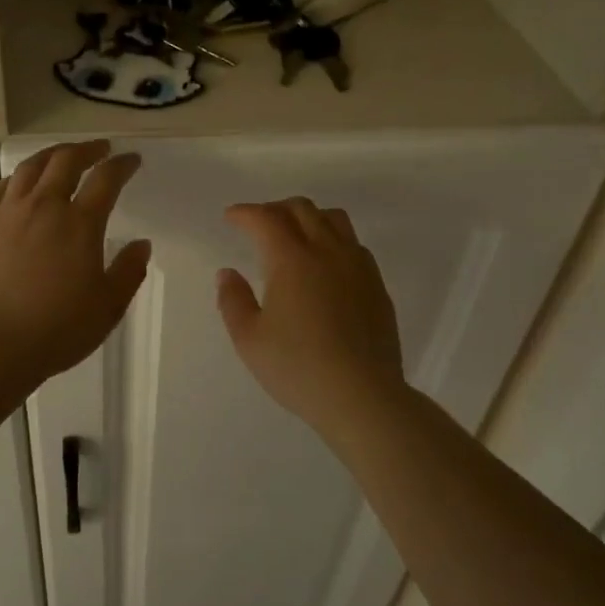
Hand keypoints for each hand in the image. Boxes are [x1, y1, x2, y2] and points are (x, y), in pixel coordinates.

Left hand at [0, 140, 151, 384]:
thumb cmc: (57, 330)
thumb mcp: (108, 307)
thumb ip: (128, 272)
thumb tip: (141, 244)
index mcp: (79, 224)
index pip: (106, 179)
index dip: (122, 165)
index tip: (131, 160)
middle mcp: (43, 207)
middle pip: (65, 161)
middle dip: (87, 150)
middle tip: (100, 149)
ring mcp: (8, 214)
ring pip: (30, 168)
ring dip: (51, 155)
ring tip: (62, 156)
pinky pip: (1, 189)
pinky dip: (18, 177)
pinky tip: (21, 183)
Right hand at [217, 198, 405, 434]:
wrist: (362, 396)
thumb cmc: (298, 367)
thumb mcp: (249, 339)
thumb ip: (233, 301)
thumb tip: (227, 273)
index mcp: (292, 259)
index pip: (266, 218)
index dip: (245, 212)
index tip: (231, 217)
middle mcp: (327, 251)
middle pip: (302, 209)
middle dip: (275, 209)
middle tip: (258, 224)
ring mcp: (357, 266)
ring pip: (334, 220)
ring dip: (309, 217)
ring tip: (295, 235)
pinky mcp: (377, 285)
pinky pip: (354, 244)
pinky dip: (333, 240)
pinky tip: (326, 264)